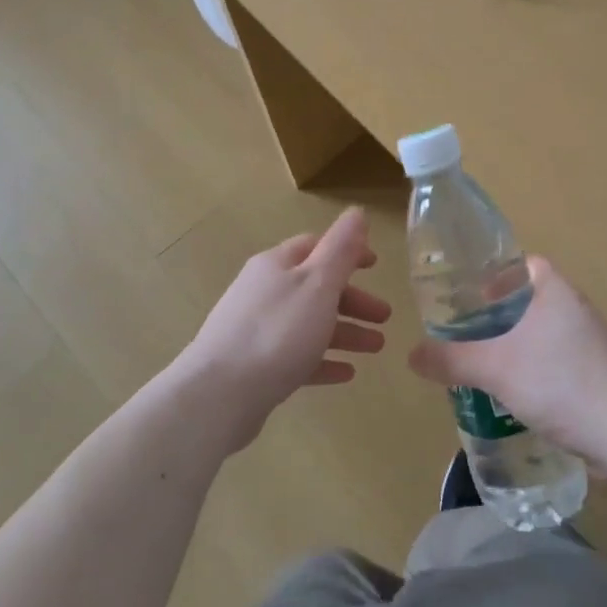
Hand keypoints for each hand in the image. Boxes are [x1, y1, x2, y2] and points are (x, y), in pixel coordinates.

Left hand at [180, 207, 391, 446]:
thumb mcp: (318, 283)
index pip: (316, 246)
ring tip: (377, 348)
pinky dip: (323, 360)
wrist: (220, 394)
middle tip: (386, 317)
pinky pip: (296, 357)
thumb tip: (357, 212)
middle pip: (315, 288)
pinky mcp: (255, 366)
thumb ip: (341, 249)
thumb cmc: (278, 331)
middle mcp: (264, 291)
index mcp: (277, 265)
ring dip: (345, 331)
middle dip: (353, 300)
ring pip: (309, 323)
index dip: (348, 252)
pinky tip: (346, 373)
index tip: (377, 266)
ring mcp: (256, 329)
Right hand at [407, 258, 606, 469]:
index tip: (470, 294)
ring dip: (514, 347)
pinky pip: (555, 363)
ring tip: (482, 365)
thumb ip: (450, 359)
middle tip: (465, 333)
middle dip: (497, 316)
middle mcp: (575, 310)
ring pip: (541, 334)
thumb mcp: (493, 367)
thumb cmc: (557, 381)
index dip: (496, 274)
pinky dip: (532, 372)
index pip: (525, 264)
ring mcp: (590, 344)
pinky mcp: (597, 376)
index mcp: (555, 291)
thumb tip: (412, 355)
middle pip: (529, 301)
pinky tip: (511, 395)